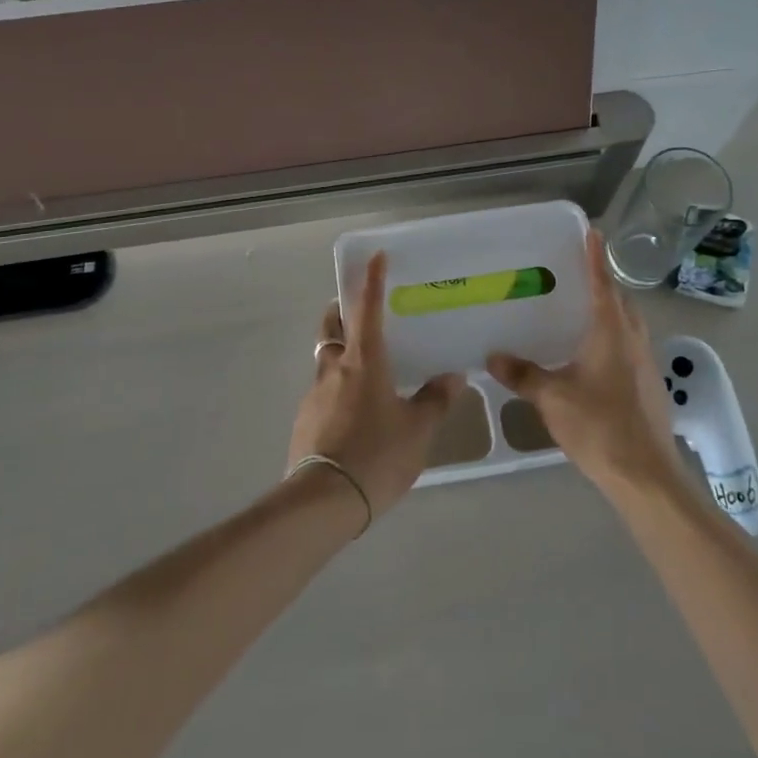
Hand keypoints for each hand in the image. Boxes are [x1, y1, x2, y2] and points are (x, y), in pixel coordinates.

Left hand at [288, 253, 464, 522]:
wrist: (323, 501)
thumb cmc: (377, 454)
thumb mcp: (418, 430)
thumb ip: (435, 401)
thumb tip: (453, 376)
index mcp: (364, 362)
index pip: (368, 310)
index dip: (372, 281)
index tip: (375, 257)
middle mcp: (335, 369)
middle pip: (331, 328)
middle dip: (339, 312)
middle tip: (351, 310)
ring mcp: (314, 395)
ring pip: (325, 362)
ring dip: (338, 354)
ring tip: (362, 371)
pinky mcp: (304, 422)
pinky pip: (321, 394)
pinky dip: (335, 390)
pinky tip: (351, 414)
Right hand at [486, 228, 684, 499]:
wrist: (646, 475)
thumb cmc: (599, 426)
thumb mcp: (552, 398)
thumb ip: (523, 374)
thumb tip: (493, 355)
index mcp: (612, 332)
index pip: (603, 283)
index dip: (595, 256)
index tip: (593, 230)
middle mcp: (633, 340)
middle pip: (621, 302)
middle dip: (603, 284)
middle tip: (577, 274)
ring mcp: (646, 364)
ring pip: (628, 326)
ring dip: (610, 312)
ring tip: (581, 312)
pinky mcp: (649, 387)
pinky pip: (629, 348)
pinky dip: (613, 339)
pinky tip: (592, 357)